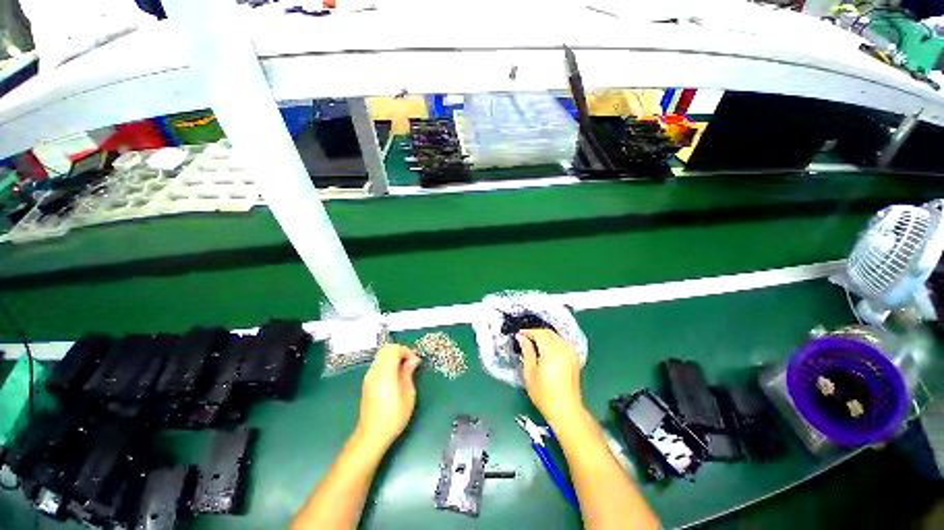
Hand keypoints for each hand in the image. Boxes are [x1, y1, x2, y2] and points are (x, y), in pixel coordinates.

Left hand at [355, 344, 420, 450]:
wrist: (371, 435)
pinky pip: (378, 365)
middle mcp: (375, 372)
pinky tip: (396, 377)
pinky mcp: (367, 383)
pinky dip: (388, 364)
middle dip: (400, 352)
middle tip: (411, 363)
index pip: (393, 349)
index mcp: (385, 373)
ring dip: (394, 358)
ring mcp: (369, 377)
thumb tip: (413, 360)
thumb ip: (408, 373)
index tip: (415, 361)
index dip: (406, 351)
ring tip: (405, 370)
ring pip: (381, 357)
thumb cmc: (394, 417)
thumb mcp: (408, 394)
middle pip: (386, 350)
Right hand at [516, 329, 585, 425]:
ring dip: (545, 336)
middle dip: (536, 332)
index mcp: (552, 351)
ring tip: (533, 342)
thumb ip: (527, 351)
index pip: (539, 333)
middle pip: (549, 332)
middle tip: (524, 337)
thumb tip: (521, 337)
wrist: (565, 410)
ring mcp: (571, 353)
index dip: (528, 332)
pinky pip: (562, 342)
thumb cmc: (544, 394)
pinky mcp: (574, 358)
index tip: (519, 334)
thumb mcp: (530, 372)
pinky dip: (553, 341)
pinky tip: (546, 348)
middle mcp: (564, 349)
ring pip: (556, 336)